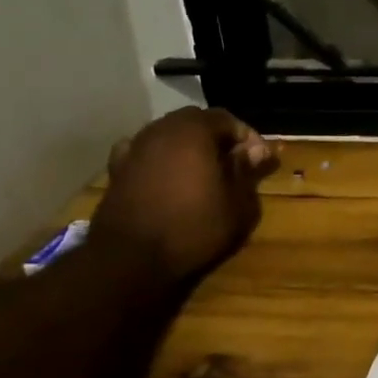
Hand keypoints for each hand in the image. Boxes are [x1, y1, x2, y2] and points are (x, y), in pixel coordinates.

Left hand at [89, 107, 274, 282]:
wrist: (129, 259)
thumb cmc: (193, 227)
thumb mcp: (237, 204)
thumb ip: (246, 171)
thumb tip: (256, 150)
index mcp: (193, 132)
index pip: (226, 119)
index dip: (247, 136)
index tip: (260, 159)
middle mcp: (161, 130)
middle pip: (195, 121)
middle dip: (217, 138)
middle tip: (234, 163)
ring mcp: (135, 148)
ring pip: (168, 135)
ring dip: (188, 147)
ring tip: (203, 173)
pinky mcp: (117, 170)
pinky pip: (145, 153)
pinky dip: (160, 158)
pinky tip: (168, 177)